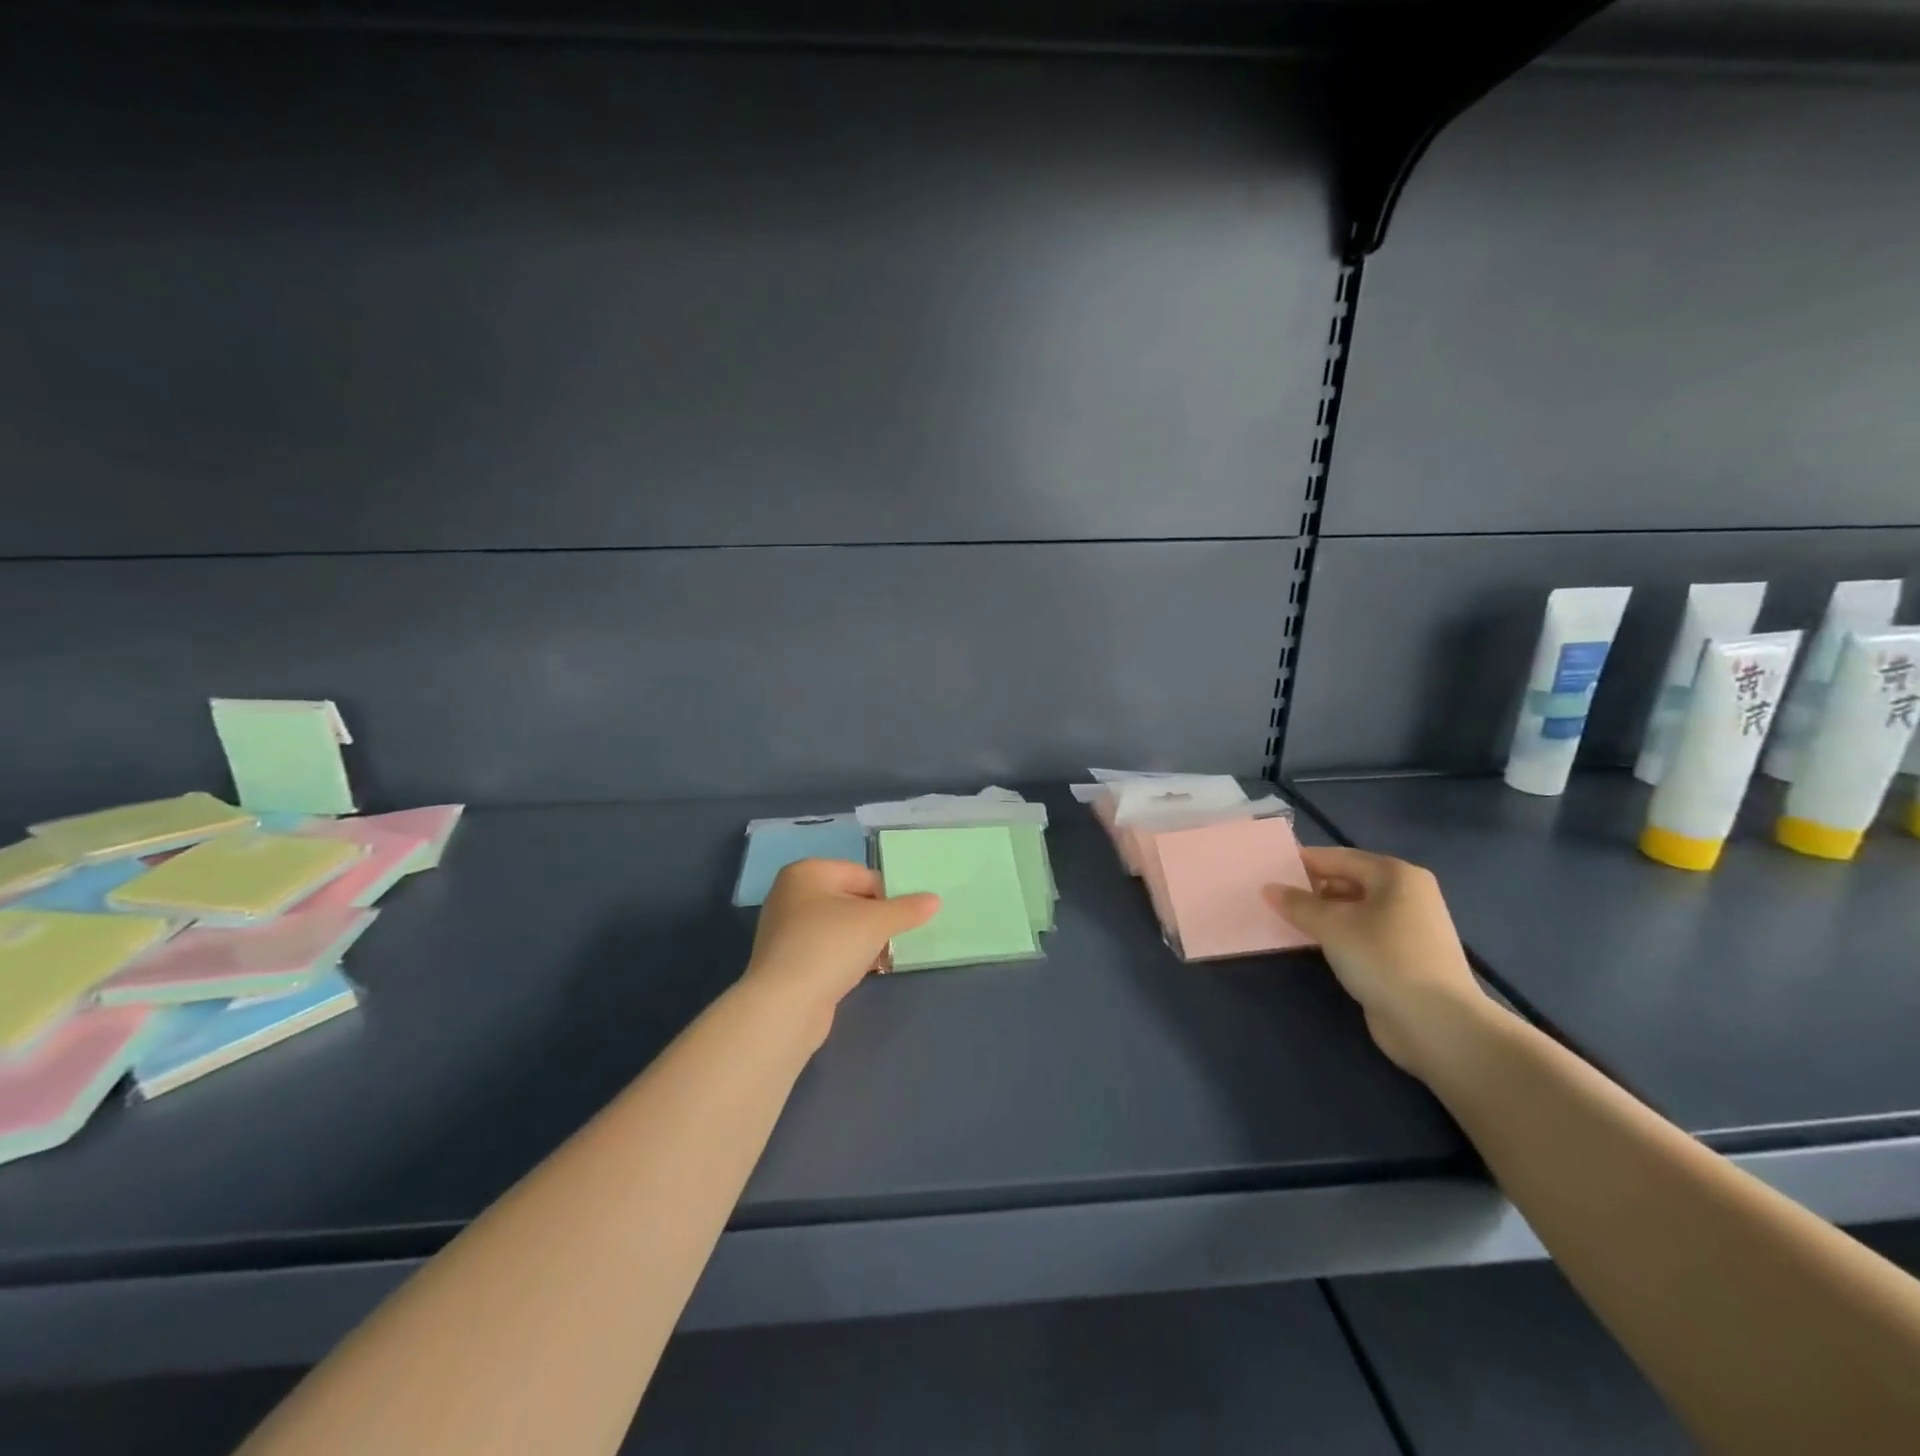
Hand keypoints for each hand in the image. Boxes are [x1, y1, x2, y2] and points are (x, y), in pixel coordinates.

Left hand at [743, 859, 938, 1030]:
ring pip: (838, 927)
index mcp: (807, 872)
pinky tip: (860, 973)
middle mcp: (790, 894)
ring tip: (881, 959)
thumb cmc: (830, 946)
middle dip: (875, 919)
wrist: (784, 1006)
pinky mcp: (786, 961)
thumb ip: (907, 909)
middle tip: (894, 939)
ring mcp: (785, 930)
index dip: (887, 896)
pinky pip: (826, 950)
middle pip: (850, 899)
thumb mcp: (877, 922)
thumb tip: (935, 900)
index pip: (862, 875)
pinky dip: (845, 958)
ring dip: (862, 941)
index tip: (902, 920)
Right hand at [1266, 846, 1490, 1077]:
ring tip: (1287, 920)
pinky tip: (1315, 944)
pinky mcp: (1406, 956)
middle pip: (1349, 880)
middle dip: (1312, 888)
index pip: (1339, 857)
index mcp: (1396, 875)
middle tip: (1274, 898)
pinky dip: (1339, 934)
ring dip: (1324, 913)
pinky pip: (1363, 933)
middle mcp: (1408, 894)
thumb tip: (1269, 888)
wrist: (1436, 1023)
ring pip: (1355, 909)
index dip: (1303, 862)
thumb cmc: (1383, 958)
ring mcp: (1410, 926)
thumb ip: (1297, 903)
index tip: (1269, 870)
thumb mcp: (1331, 925)